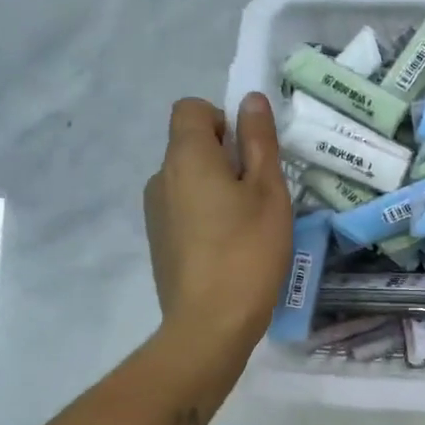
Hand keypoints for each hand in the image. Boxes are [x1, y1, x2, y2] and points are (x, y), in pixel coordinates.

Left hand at [143, 94, 292, 373]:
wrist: (210, 324)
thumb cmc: (248, 251)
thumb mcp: (268, 191)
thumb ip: (259, 141)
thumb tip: (249, 100)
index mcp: (186, 157)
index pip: (190, 109)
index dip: (222, 118)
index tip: (249, 151)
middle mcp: (160, 177)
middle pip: (189, 145)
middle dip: (224, 156)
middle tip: (260, 192)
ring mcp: (155, 212)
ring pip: (188, 179)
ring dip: (216, 187)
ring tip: (248, 224)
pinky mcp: (158, 241)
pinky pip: (183, 208)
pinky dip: (205, 214)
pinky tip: (229, 247)